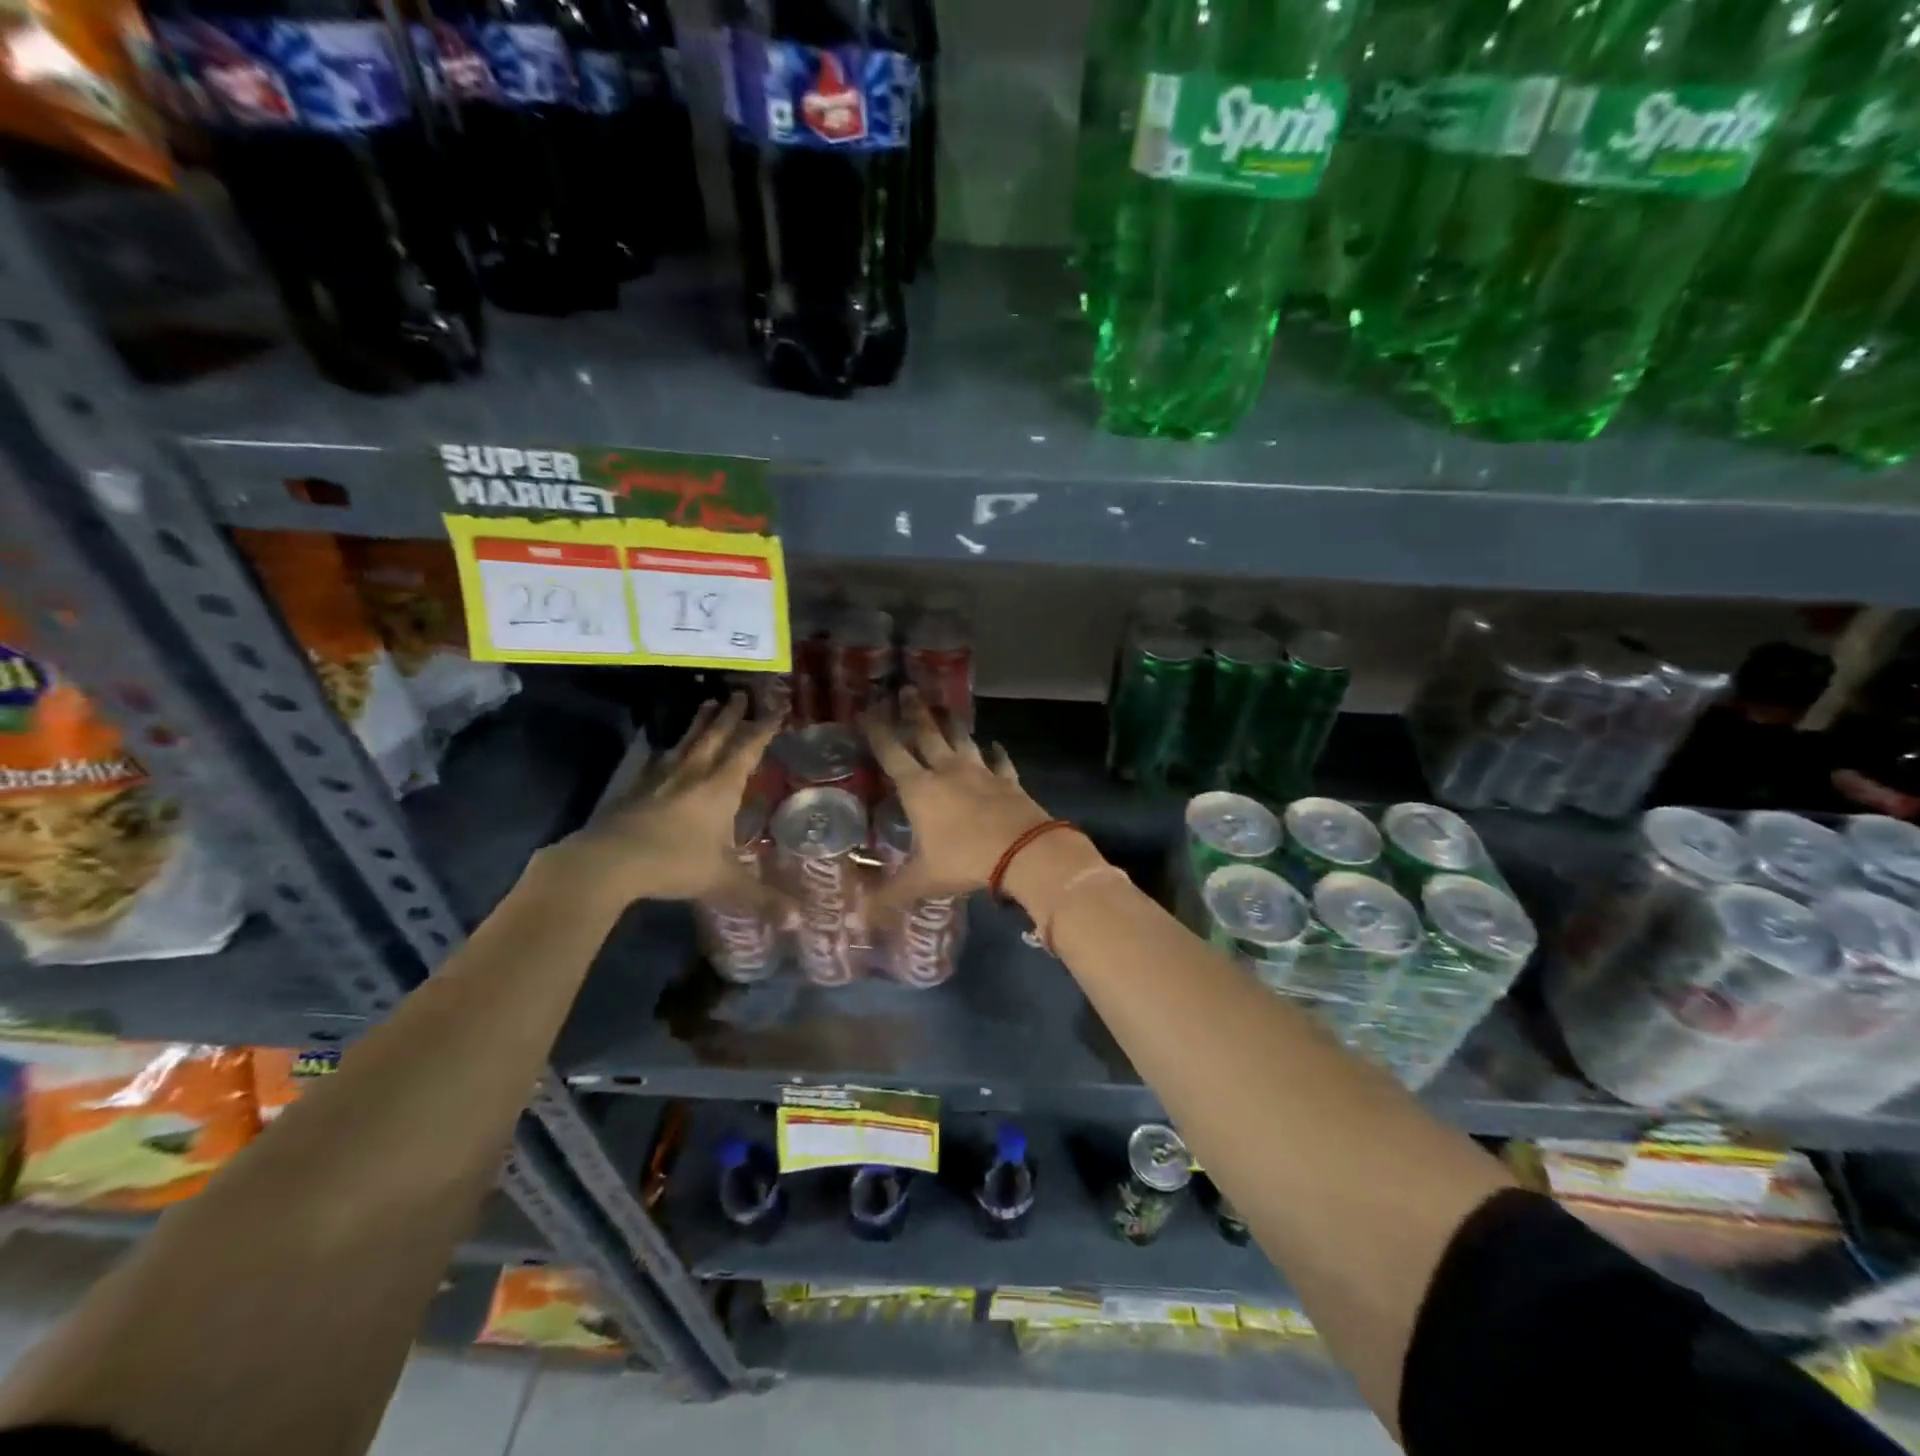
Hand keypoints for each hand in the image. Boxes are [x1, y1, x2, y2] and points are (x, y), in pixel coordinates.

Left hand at [532, 693, 784, 912]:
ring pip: (686, 743)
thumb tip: (801, 921)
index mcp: (720, 789)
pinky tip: (664, 749)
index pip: (747, 750)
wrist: (609, 862)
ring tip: (707, 703)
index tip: (776, 710)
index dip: (763, 730)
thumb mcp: (725, 882)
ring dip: (699, 724)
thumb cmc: (674, 864)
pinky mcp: (635, 790)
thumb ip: (763, 899)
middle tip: (739, 694)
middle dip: (730, 716)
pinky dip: (667, 751)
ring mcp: (661, 780)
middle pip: (715, 737)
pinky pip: (657, 762)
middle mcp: (693, 775)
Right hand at [862, 688, 1052, 911]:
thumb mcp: (923, 880)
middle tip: (907, 690)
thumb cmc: (964, 860)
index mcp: (919, 789)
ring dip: (952, 724)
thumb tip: (859, 917)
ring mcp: (980, 772)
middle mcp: (947, 771)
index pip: (892, 753)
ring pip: (962, 740)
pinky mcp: (1007, 780)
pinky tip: (996, 745)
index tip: (868, 709)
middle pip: (927, 734)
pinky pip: (1000, 761)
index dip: (878, 731)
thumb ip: (891, 895)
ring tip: (945, 708)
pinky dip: (997, 752)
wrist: (1022, 852)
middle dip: (914, 712)